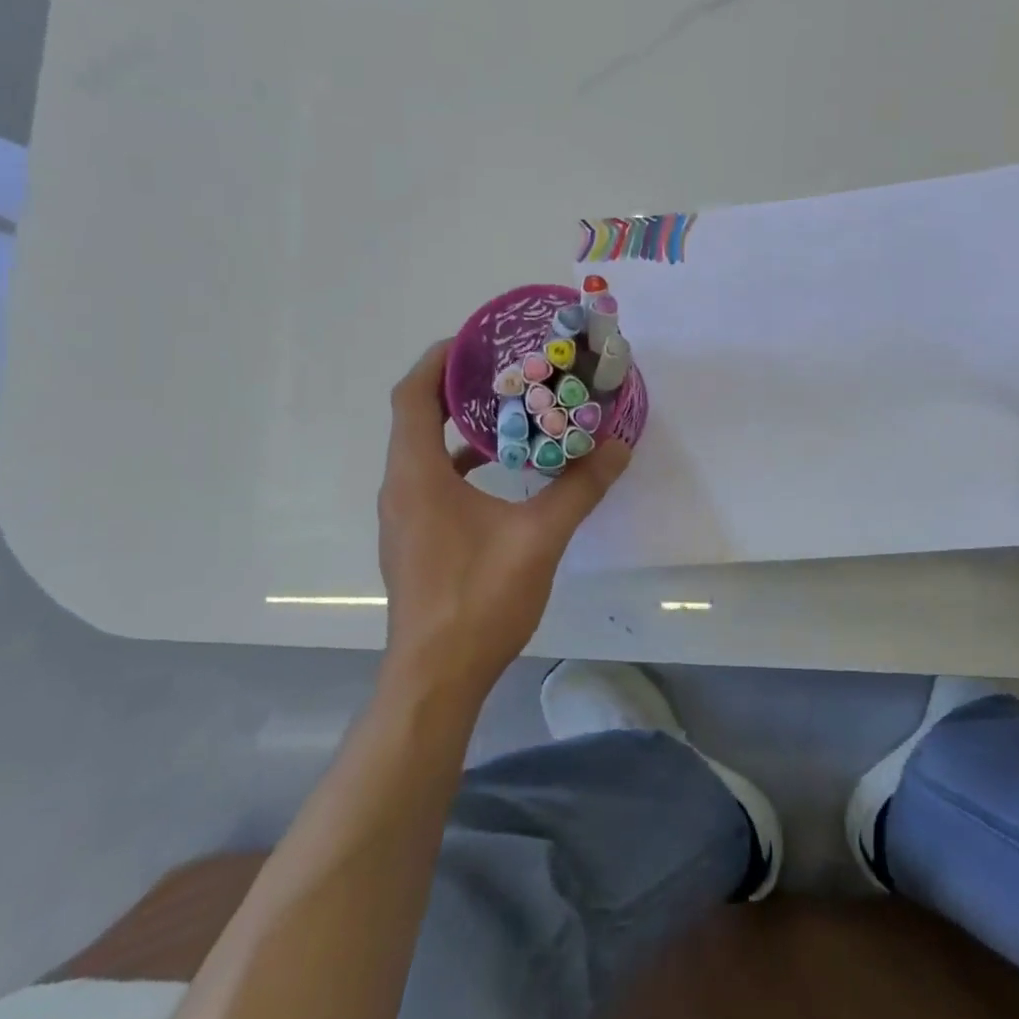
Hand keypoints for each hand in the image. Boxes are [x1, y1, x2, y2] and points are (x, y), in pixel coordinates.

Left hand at [377, 341, 632, 700]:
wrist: (436, 678)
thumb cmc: (478, 599)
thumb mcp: (539, 538)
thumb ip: (579, 488)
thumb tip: (618, 446)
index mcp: (417, 476)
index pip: (412, 396)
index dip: (438, 360)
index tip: (475, 340)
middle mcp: (400, 488)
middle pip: (416, 417)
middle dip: (456, 387)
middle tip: (506, 370)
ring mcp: (403, 517)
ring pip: (423, 452)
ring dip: (458, 427)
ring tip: (510, 413)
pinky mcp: (414, 540)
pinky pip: (431, 481)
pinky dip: (460, 463)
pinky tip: (502, 475)